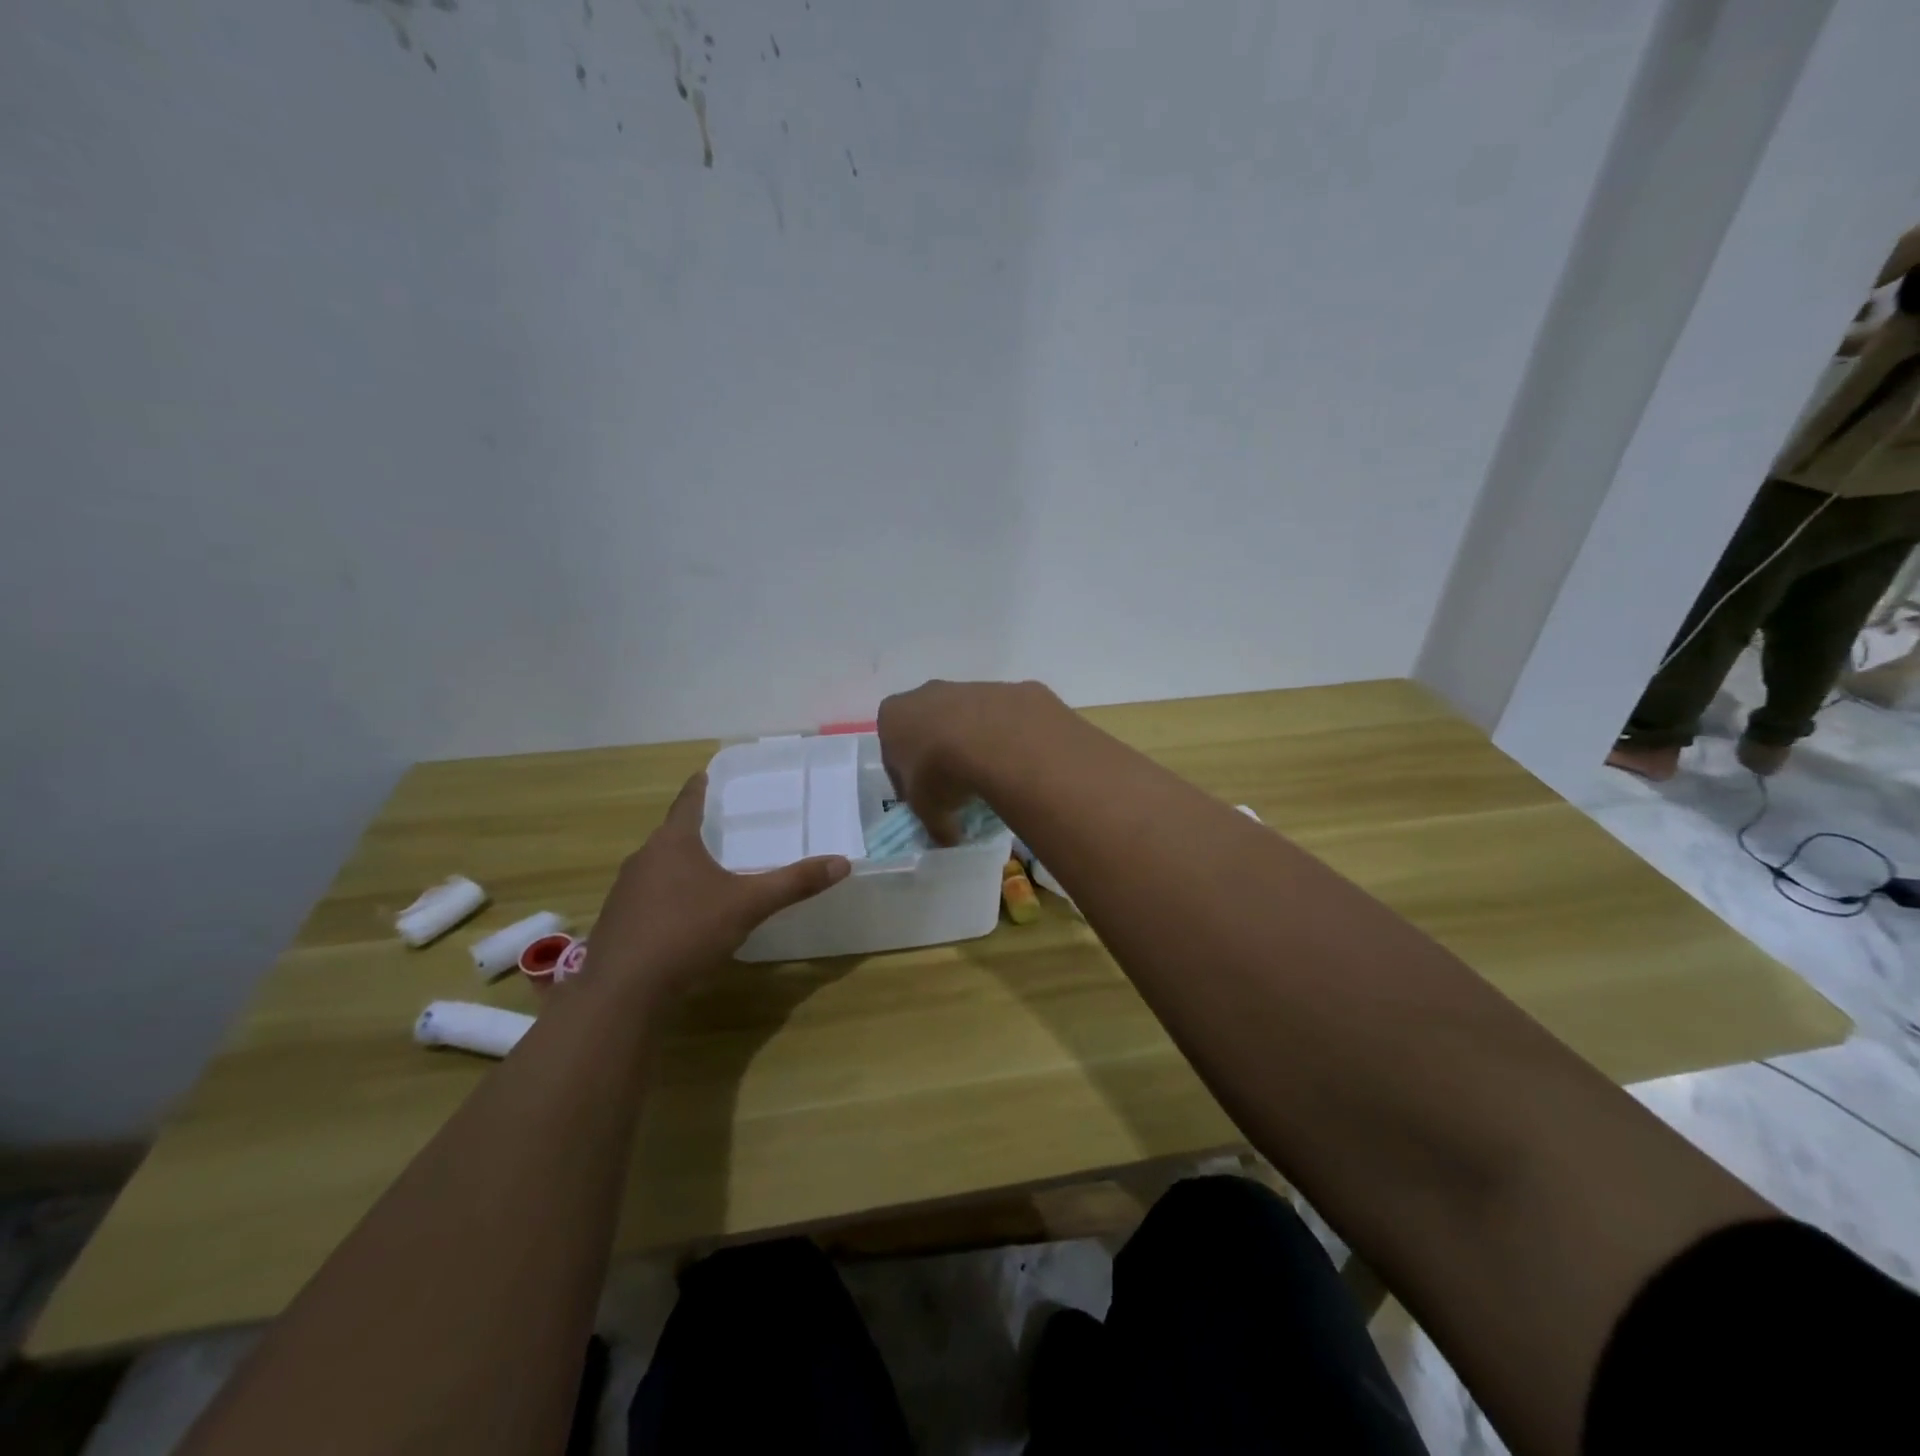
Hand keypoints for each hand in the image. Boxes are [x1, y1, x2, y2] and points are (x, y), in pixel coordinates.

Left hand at [586, 772, 850, 996]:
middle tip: (720, 827)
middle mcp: (643, 859)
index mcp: (673, 843)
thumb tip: (842, 863)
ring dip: (679, 865)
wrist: (623, 990)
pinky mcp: (618, 922)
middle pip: (671, 835)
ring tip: (707, 870)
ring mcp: (625, 892)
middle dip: (693, 830)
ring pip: (657, 867)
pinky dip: (667, 896)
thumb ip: (793, 883)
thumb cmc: (686, 931)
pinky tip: (684, 915)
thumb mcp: (748, 905)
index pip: (687, 802)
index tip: (704, 774)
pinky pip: (648, 897)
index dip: (698, 788)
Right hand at [877, 679, 1055, 844]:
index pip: (892, 752)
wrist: (997, 738)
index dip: (906, 781)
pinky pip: (1001, 719)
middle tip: (956, 789)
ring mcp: (967, 686)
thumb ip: (933, 824)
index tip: (924, 801)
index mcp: (893, 716)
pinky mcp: (1005, 689)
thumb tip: (947, 838)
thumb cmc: (941, 772)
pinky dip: (1005, 739)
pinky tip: (1014, 763)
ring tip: (989, 778)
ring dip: (973, 745)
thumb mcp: (927, 810)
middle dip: (939, 756)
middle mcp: (925, 693)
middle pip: (928, 729)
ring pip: (966, 721)